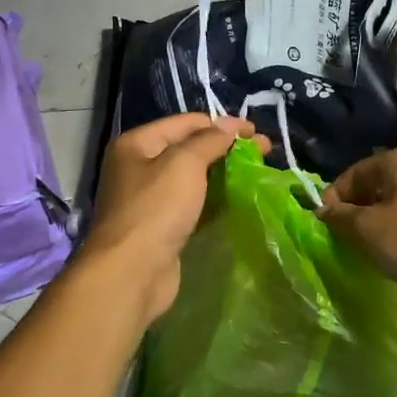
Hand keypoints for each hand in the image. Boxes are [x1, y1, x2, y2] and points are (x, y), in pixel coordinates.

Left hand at [80, 113, 265, 324]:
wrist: (132, 273)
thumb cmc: (156, 209)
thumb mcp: (184, 164)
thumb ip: (210, 141)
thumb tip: (230, 125)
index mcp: (137, 144)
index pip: (186, 123)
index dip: (221, 124)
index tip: (255, 132)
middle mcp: (139, 168)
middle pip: (190, 149)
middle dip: (226, 148)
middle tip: (264, 152)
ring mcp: (150, 200)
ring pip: (193, 179)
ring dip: (224, 174)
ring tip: (257, 174)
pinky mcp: (162, 227)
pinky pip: (193, 205)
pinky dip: (215, 200)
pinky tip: (239, 200)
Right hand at [320, 145, 396, 317]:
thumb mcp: (367, 229)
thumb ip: (340, 216)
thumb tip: (322, 210)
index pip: (356, 172)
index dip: (334, 197)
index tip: (322, 223)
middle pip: (377, 185)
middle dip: (356, 210)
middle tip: (341, 237)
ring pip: (396, 203)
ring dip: (376, 222)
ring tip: (364, 248)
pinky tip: (391, 252)